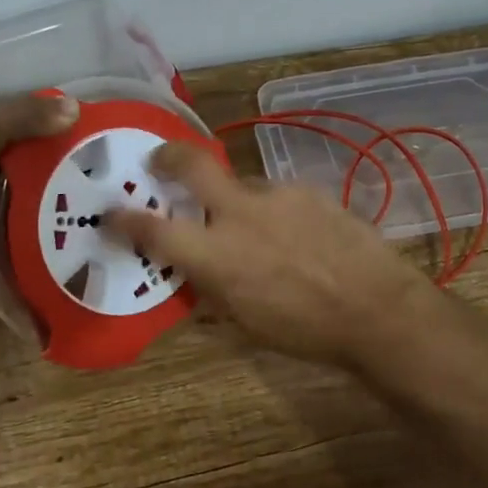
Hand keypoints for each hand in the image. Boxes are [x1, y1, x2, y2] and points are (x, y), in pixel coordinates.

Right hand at [109, 142, 435, 368]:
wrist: (376, 308)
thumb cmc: (306, 330)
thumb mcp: (246, 323)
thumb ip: (213, 291)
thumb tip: (195, 274)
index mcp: (216, 255)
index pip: (155, 230)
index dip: (125, 219)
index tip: (111, 212)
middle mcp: (240, 214)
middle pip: (191, 166)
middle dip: (167, 157)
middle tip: (159, 161)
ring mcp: (277, 196)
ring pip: (243, 185)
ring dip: (238, 202)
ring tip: (261, 232)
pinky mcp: (309, 191)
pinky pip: (278, 196)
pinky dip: (275, 212)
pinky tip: (297, 235)